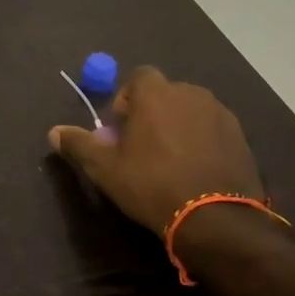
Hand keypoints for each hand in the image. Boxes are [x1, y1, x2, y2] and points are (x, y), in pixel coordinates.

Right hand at [48, 66, 261, 232]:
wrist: (215, 218)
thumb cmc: (151, 185)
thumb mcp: (105, 168)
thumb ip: (78, 144)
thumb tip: (53, 132)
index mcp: (156, 94)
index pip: (138, 77)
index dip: (126, 99)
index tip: (121, 129)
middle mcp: (190, 93)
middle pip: (165, 93)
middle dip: (151, 112)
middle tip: (142, 147)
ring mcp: (220, 113)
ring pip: (190, 110)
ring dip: (178, 125)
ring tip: (170, 160)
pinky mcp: (240, 136)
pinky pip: (212, 129)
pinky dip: (201, 140)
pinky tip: (195, 169)